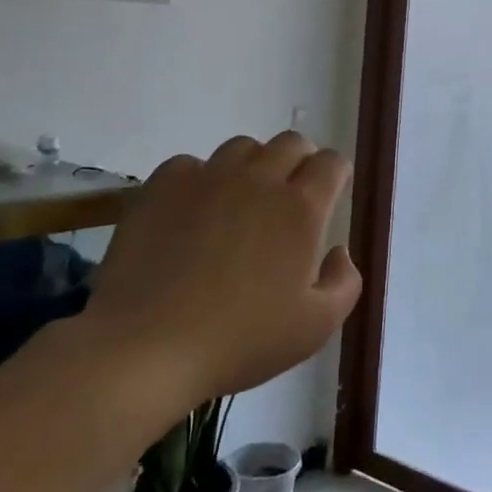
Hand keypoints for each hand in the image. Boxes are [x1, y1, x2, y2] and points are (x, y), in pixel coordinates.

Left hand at [85, 132, 362, 420]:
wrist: (147, 348)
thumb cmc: (241, 340)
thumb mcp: (316, 326)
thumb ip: (344, 282)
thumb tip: (338, 250)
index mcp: (301, 208)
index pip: (331, 162)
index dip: (336, 174)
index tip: (331, 194)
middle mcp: (259, 179)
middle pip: (290, 143)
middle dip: (300, 161)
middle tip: (290, 196)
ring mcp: (208, 178)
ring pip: (242, 148)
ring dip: (253, 166)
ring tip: (241, 202)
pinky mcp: (162, 186)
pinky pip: (191, 165)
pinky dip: (200, 180)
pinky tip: (193, 213)